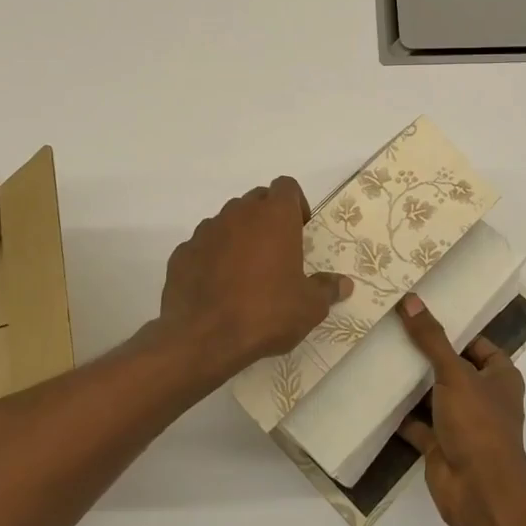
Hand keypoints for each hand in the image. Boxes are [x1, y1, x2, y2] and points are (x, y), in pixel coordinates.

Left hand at [156, 177, 352, 383]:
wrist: (203, 338)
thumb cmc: (266, 313)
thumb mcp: (309, 307)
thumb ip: (327, 289)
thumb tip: (344, 284)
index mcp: (274, 217)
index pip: (286, 187)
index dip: (296, 204)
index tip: (300, 231)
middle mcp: (239, 214)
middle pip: (257, 200)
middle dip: (268, 218)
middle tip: (277, 252)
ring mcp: (206, 231)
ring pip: (228, 221)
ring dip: (239, 236)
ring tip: (246, 273)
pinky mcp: (182, 252)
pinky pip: (203, 246)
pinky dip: (213, 257)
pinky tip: (218, 288)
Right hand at [395, 293, 525, 525]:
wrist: (479, 492)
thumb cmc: (478, 424)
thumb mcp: (455, 373)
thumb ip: (432, 339)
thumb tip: (410, 300)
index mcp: (501, 378)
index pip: (478, 345)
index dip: (455, 330)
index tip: (422, 315)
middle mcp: (484, 398)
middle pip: (453, 369)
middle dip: (427, 355)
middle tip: (393, 330)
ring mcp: (462, 424)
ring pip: (434, 396)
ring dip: (413, 384)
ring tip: (381, 356)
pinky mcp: (441, 446)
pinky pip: (418, 424)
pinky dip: (401, 414)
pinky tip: (377, 395)